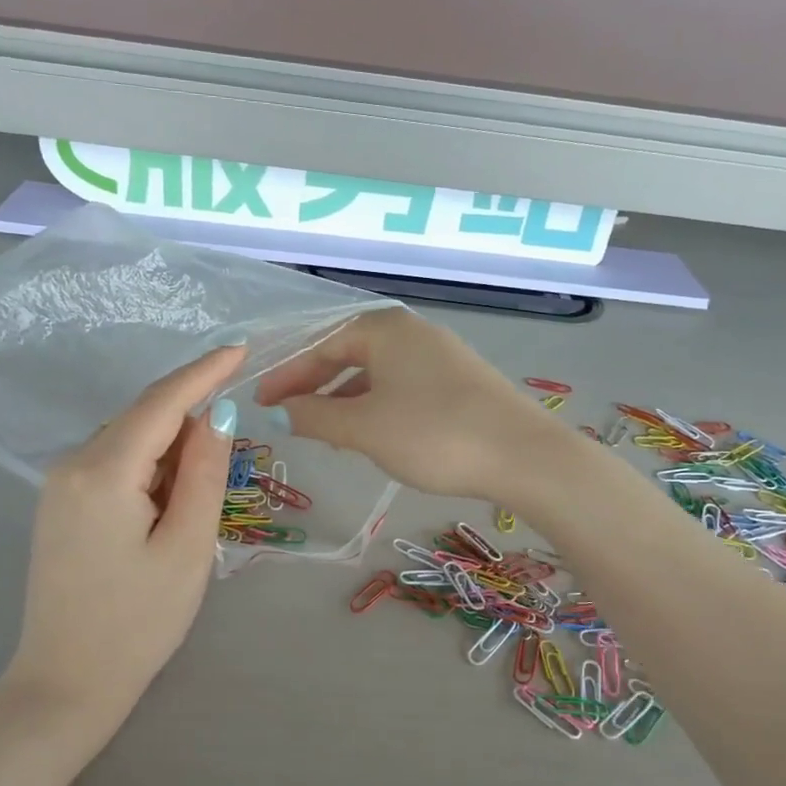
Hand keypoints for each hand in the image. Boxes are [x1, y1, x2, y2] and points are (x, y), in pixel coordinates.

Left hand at [6, 345, 243, 722]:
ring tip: (194, 508)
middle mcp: (71, 465)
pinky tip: (165, 509)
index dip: (203, 372)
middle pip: (143, 420)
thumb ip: (203, 473)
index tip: (240, 349)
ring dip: (170, 454)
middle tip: (229, 462)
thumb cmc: (138, 622)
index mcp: (103, 472)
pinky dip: (148, 471)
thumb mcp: (188, 547)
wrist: (66, 683)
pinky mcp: (59, 505)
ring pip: (129, 442)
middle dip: (190, 425)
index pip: (160, 403)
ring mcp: (58, 485)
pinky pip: (113, 465)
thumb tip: (216, 414)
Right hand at [252, 310, 560, 502]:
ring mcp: (442, 355)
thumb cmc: (432, 434)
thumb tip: (280, 413)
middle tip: (289, 415)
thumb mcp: (363, 428)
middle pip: (350, 354)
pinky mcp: (461, 381)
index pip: (322, 346)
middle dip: (316, 385)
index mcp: (385, 330)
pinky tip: (374, 434)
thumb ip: (315, 417)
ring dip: (346, 399)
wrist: (522, 455)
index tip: (262, 403)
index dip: (288, 376)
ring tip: (327, 431)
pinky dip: (378, 406)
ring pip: (378, 373)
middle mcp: (413, 332)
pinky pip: (403, 386)